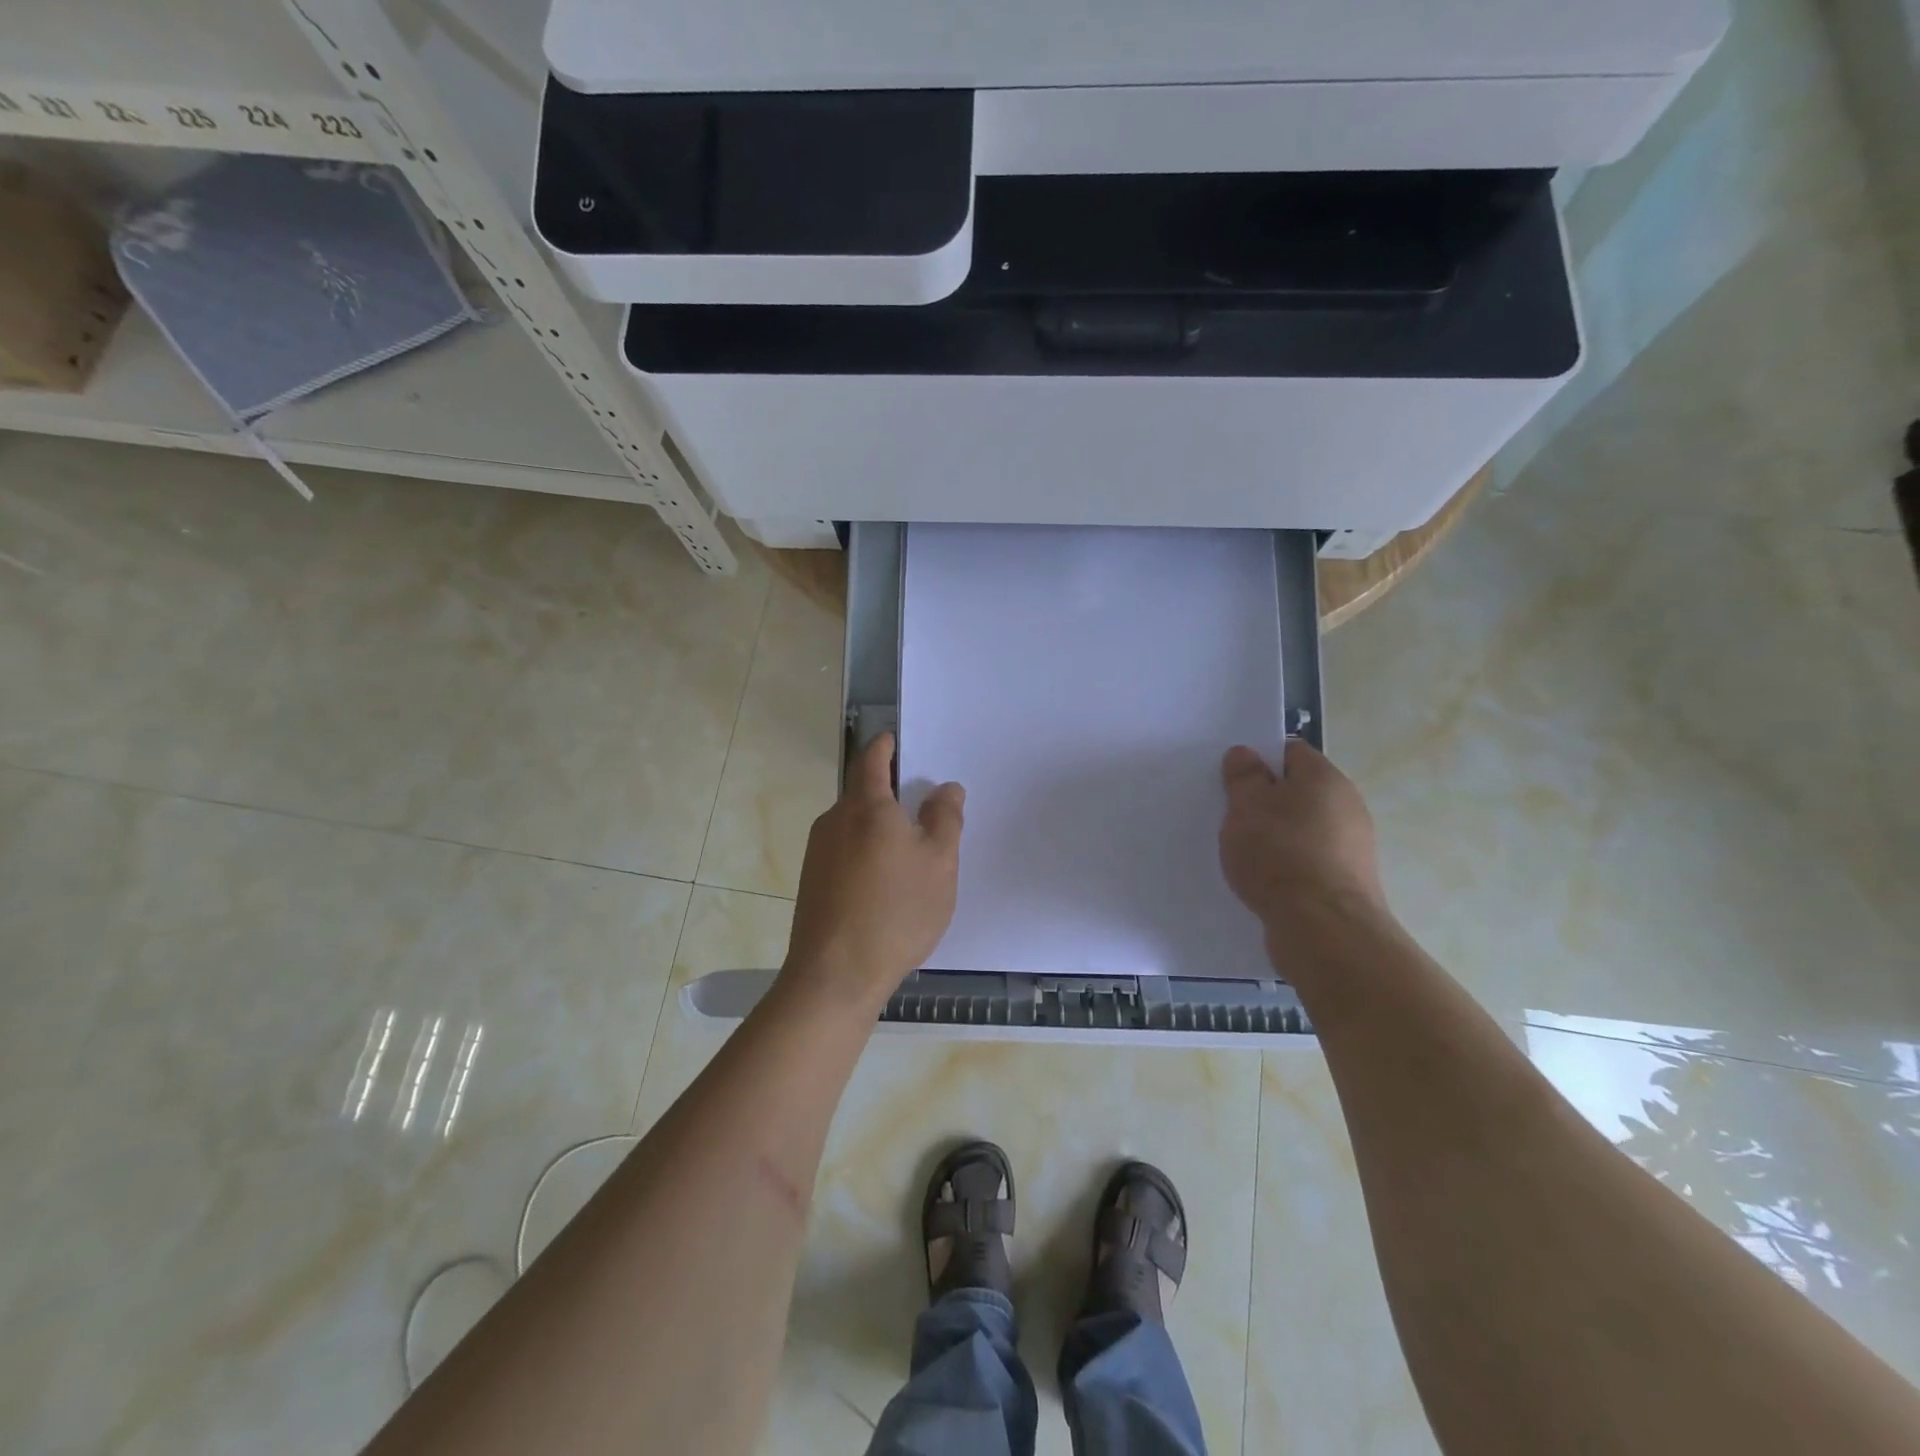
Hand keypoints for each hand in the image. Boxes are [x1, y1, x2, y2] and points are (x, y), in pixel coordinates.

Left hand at [781, 734, 964, 1015]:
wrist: (835, 975)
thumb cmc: (896, 911)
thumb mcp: (939, 863)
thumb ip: (945, 819)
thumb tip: (946, 788)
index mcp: (865, 807)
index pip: (872, 760)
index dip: (885, 747)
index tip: (895, 742)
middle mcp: (834, 821)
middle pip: (862, 794)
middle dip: (889, 794)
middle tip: (921, 809)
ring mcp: (818, 852)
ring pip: (853, 826)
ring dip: (878, 828)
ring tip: (909, 854)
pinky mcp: (812, 882)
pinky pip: (844, 852)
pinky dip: (865, 853)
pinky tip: (884, 884)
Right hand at [1220, 741, 1390, 961]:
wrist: (1323, 928)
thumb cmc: (1279, 854)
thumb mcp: (1246, 807)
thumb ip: (1243, 777)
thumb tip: (1245, 753)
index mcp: (1326, 778)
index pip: (1290, 752)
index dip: (1259, 760)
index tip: (1233, 780)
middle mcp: (1348, 806)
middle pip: (1299, 791)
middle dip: (1267, 800)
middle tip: (1233, 815)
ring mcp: (1353, 846)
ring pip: (1304, 828)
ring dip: (1277, 835)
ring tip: (1244, 853)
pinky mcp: (1349, 881)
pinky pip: (1310, 860)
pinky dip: (1289, 865)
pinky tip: (1265, 880)